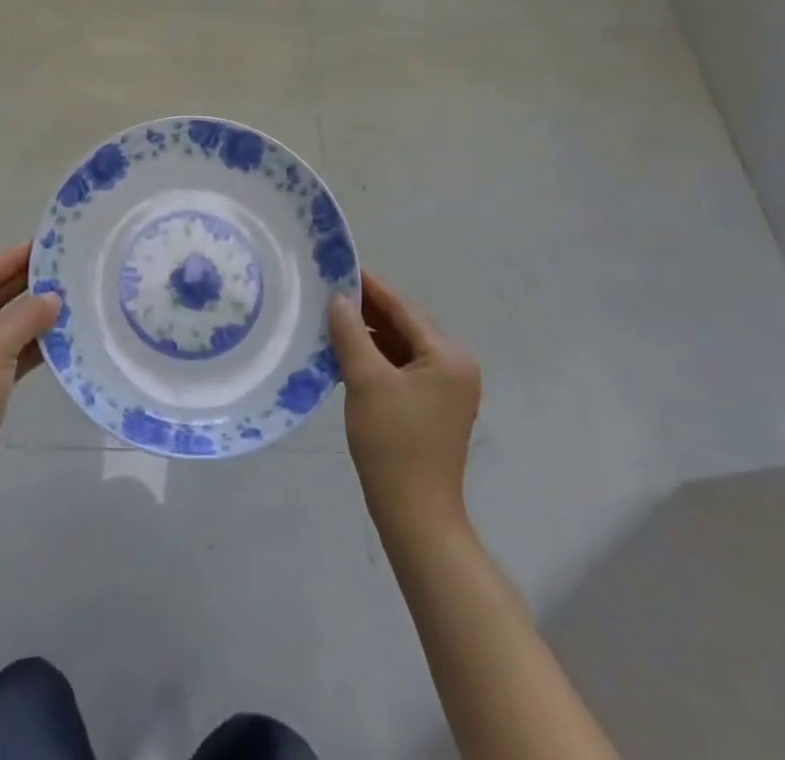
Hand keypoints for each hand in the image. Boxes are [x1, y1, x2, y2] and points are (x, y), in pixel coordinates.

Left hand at [0, 243, 60, 477]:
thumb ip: (27, 315)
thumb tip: (55, 298)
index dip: (10, 260)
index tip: (43, 246)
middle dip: (22, 286)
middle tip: (59, 268)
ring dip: (28, 314)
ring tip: (65, 296)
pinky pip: (3, 352)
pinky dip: (27, 343)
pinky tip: (58, 333)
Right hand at [329, 271, 480, 523]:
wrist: (415, 516)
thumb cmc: (393, 443)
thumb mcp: (365, 380)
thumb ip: (351, 333)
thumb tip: (339, 298)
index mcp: (448, 355)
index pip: (404, 308)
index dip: (370, 287)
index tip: (340, 268)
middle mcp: (455, 366)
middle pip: (406, 326)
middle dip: (368, 311)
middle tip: (329, 293)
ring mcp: (447, 389)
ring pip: (403, 347)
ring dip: (371, 336)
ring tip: (333, 321)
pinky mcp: (434, 407)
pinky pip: (404, 369)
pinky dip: (378, 359)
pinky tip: (349, 354)